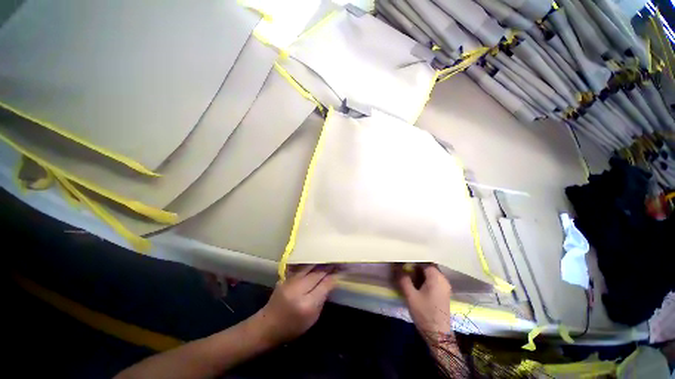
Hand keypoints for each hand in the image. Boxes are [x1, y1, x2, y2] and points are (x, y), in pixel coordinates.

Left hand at [253, 265, 338, 345]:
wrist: (268, 326)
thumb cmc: (293, 327)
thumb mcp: (312, 318)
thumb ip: (322, 298)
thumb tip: (331, 281)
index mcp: (307, 304)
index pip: (325, 284)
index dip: (333, 276)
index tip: (340, 269)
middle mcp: (298, 289)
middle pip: (317, 273)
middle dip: (328, 266)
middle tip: (336, 260)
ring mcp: (290, 281)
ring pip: (309, 266)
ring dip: (319, 261)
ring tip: (327, 257)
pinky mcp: (285, 278)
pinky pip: (300, 267)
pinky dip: (309, 263)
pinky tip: (315, 259)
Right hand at [396, 264, 452, 342]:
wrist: (438, 335)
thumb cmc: (425, 313)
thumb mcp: (410, 295)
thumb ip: (403, 279)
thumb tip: (396, 266)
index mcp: (436, 277)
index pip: (423, 261)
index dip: (412, 260)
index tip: (402, 260)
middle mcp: (443, 279)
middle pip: (427, 266)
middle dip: (414, 266)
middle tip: (403, 267)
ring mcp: (444, 286)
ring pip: (429, 273)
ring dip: (418, 273)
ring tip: (407, 275)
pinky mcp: (443, 292)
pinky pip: (432, 280)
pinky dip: (423, 279)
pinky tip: (415, 283)